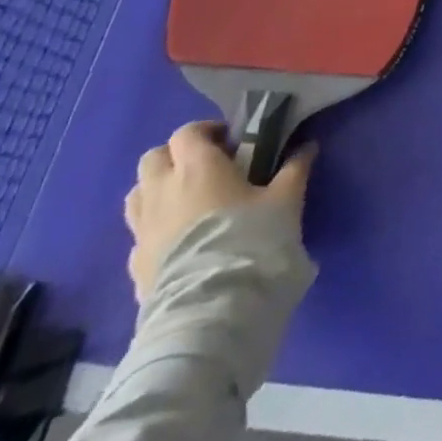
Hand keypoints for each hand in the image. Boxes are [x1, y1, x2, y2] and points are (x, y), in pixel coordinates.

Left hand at [124, 120, 314, 302]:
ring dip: (158, 189)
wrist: (213, 309)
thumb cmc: (251, 240)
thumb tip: (307, 147)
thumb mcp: (286, 200)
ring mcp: (143, 230)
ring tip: (188, 201)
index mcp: (197, 168)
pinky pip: (139, 233)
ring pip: (137, 194)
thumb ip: (294, 169)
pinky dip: (155, 227)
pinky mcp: (134, 265)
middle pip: (154, 158)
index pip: (187, 132)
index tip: (231, 142)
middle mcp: (162, 191)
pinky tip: (179, 240)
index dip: (207, 131)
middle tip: (207, 168)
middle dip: (177, 157)